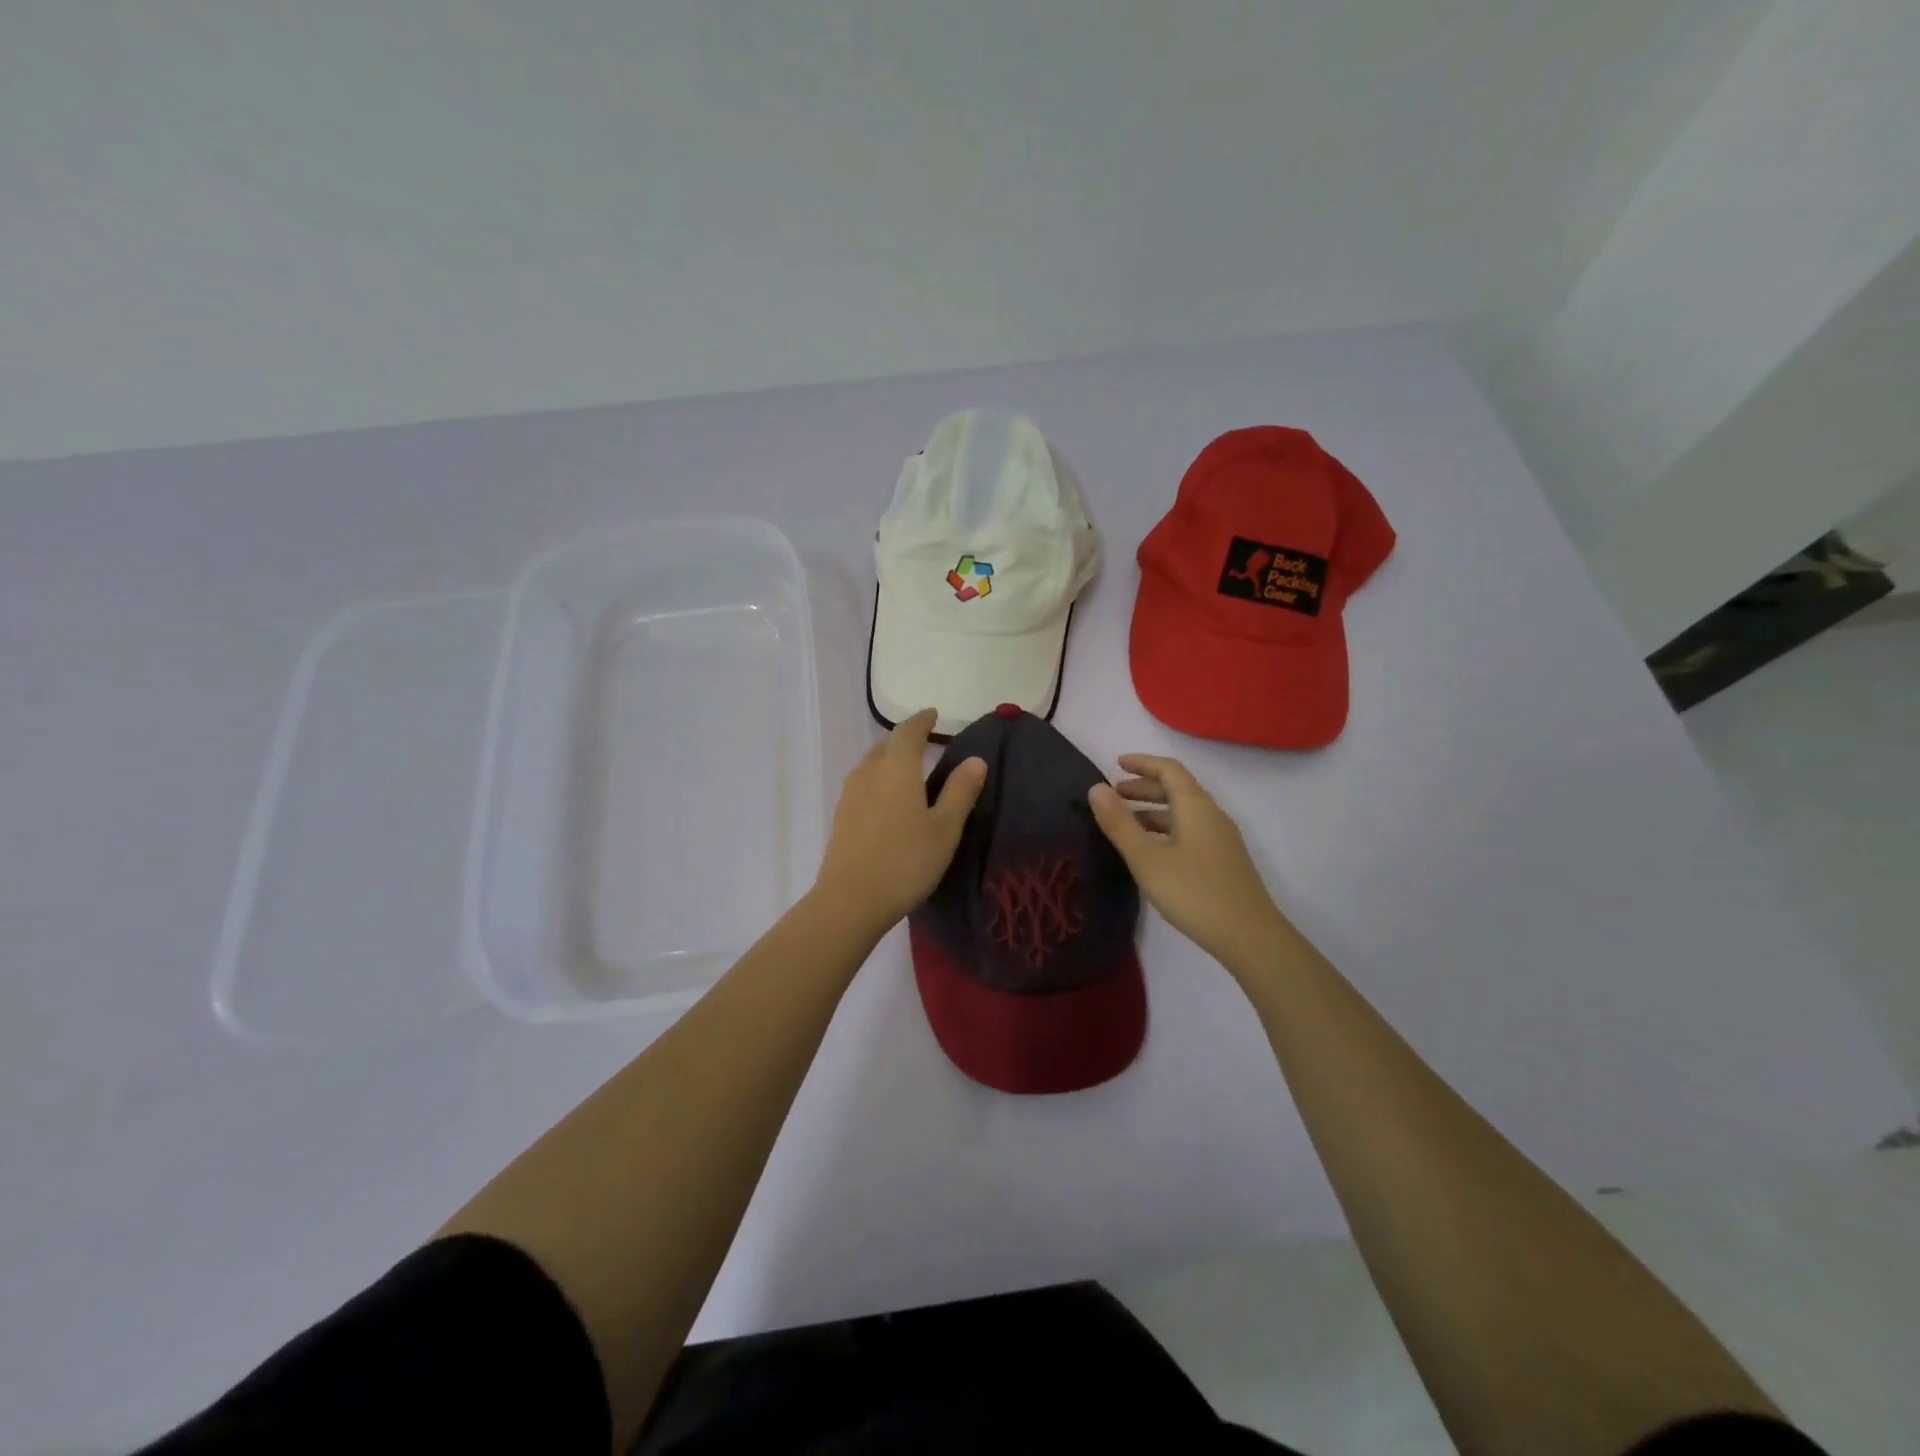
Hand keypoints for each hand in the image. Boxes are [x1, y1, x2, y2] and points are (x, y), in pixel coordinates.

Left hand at [813, 709, 987, 932]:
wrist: (850, 900)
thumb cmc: (905, 861)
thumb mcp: (944, 828)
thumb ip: (960, 791)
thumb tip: (975, 760)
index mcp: (897, 768)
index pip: (908, 731)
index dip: (922, 720)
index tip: (933, 714)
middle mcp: (869, 772)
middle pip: (887, 745)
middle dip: (906, 738)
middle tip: (926, 741)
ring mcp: (850, 794)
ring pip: (872, 763)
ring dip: (890, 758)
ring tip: (908, 768)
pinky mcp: (841, 816)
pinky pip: (863, 783)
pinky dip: (879, 779)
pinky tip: (888, 798)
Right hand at [1088, 753, 1290, 972]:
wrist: (1249, 936)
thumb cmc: (1193, 892)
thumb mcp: (1147, 859)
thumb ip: (1120, 824)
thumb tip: (1096, 788)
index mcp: (1195, 806)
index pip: (1169, 769)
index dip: (1142, 763)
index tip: (1116, 764)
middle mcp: (1211, 815)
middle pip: (1177, 788)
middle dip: (1144, 787)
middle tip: (1114, 795)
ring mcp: (1221, 838)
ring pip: (1184, 812)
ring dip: (1154, 809)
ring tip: (1125, 822)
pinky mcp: (1223, 860)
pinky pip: (1190, 830)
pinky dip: (1166, 828)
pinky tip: (1151, 850)